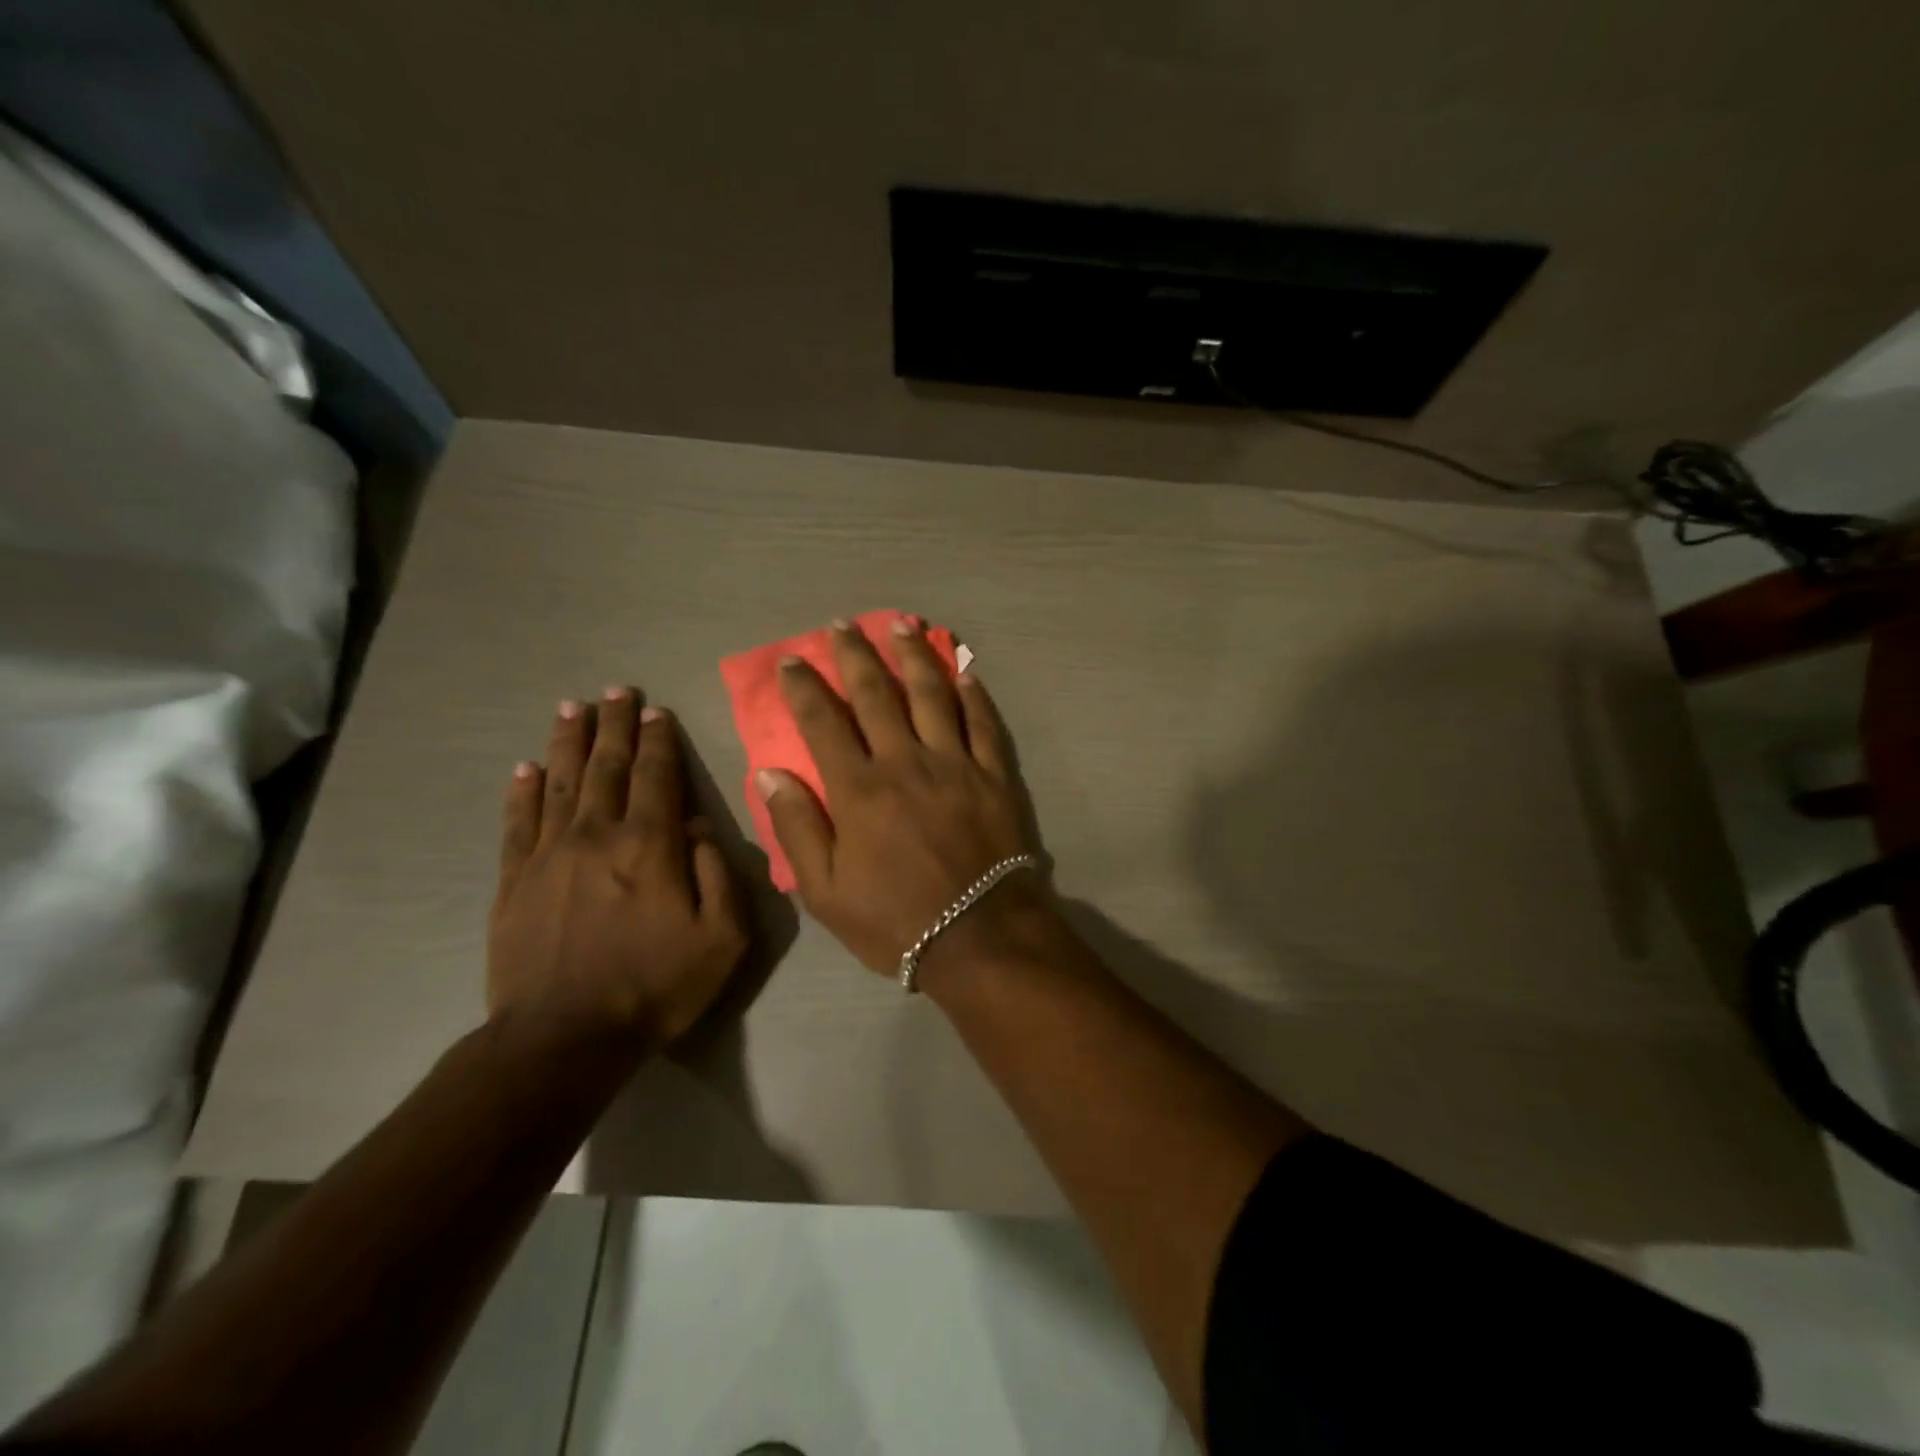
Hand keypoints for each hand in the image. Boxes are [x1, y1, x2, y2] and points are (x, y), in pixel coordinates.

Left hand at [490, 688, 748, 1051]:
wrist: (564, 1037)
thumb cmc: (656, 985)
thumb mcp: (721, 937)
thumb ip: (717, 872)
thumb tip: (699, 826)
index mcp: (650, 845)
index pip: (656, 776)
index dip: (658, 740)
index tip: (657, 710)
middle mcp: (597, 834)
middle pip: (607, 766)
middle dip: (614, 724)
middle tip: (616, 690)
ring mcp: (548, 854)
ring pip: (560, 782)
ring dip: (568, 741)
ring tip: (572, 708)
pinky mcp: (513, 881)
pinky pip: (518, 822)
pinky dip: (523, 790)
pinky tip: (526, 767)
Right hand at [758, 618, 1040, 977]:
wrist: (978, 937)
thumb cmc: (895, 921)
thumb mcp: (826, 892)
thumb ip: (798, 828)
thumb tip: (771, 774)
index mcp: (859, 789)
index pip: (824, 723)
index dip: (805, 687)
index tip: (792, 659)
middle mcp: (905, 761)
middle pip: (877, 695)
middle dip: (857, 655)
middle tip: (843, 625)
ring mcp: (955, 764)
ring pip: (932, 695)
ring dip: (914, 655)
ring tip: (903, 623)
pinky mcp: (993, 775)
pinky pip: (983, 724)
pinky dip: (973, 694)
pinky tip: (964, 670)